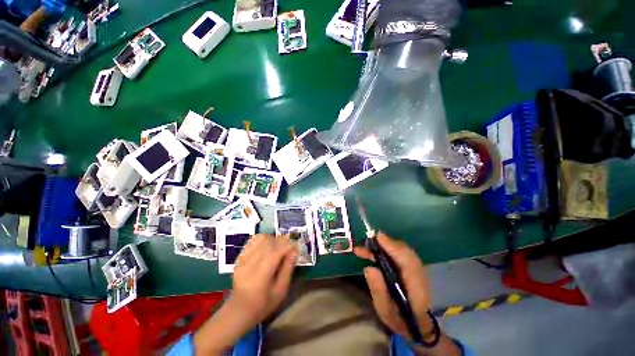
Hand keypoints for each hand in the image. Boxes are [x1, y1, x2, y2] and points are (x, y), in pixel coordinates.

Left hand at [229, 233, 297, 324]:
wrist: (239, 310)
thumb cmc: (263, 304)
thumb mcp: (281, 291)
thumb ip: (288, 269)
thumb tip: (294, 251)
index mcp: (260, 276)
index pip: (275, 252)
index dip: (287, 246)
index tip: (295, 248)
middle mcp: (249, 264)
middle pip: (268, 242)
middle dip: (281, 241)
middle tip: (288, 248)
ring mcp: (242, 259)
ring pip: (260, 238)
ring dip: (272, 239)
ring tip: (277, 247)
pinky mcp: (239, 257)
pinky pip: (253, 240)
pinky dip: (263, 240)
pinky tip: (267, 247)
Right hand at [354, 232, 434, 341]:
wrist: (417, 326)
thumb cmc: (400, 320)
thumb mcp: (385, 311)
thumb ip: (378, 290)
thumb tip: (368, 267)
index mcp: (416, 288)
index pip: (407, 262)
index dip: (393, 247)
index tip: (378, 237)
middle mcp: (419, 275)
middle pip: (405, 252)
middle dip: (386, 243)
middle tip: (366, 242)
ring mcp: (417, 270)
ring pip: (403, 250)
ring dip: (384, 245)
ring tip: (365, 248)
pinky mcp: (412, 268)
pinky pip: (401, 253)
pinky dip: (387, 249)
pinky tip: (374, 251)